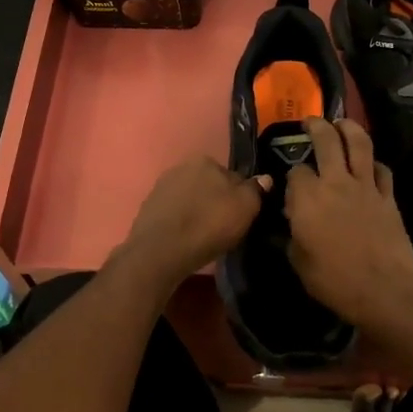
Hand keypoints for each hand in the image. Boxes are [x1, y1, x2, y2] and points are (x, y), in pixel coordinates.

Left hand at [119, 156, 267, 289]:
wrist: (161, 251)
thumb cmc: (208, 225)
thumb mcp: (245, 207)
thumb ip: (256, 190)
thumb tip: (264, 179)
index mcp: (205, 160)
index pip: (232, 176)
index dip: (239, 197)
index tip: (241, 216)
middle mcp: (180, 167)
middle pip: (209, 186)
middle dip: (216, 202)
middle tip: (224, 227)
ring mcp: (161, 187)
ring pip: (190, 199)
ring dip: (198, 212)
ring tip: (204, 236)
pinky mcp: (148, 209)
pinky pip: (174, 213)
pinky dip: (181, 223)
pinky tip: (186, 239)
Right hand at [285, 119, 412, 329]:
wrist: (384, 289)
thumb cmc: (334, 281)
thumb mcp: (299, 262)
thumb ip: (295, 234)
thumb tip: (296, 222)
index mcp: (307, 198)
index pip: (296, 172)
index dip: (292, 176)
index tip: (292, 186)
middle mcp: (335, 183)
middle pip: (326, 141)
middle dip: (317, 126)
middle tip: (312, 121)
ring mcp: (366, 187)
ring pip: (359, 144)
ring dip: (349, 128)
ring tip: (342, 122)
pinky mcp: (388, 197)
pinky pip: (382, 170)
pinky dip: (374, 163)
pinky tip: (370, 164)